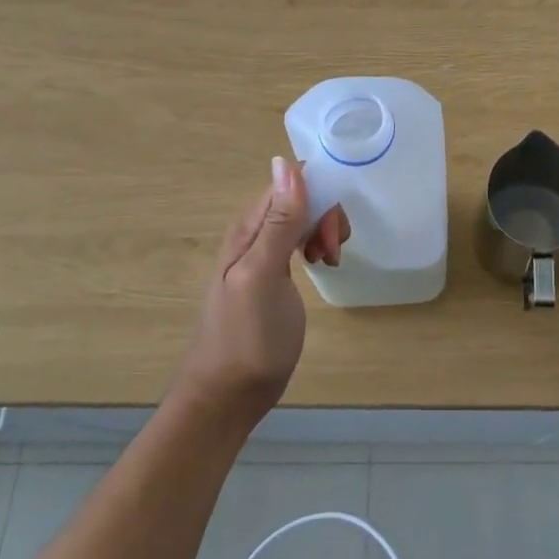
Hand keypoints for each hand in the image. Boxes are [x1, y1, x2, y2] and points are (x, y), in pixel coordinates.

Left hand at [178, 157, 348, 424]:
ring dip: (324, 231)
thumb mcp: (263, 275)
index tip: (330, 230)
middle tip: (329, 253)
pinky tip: (321, 265)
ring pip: (304, 218)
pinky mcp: (275, 275)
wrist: (228, 395)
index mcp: (249, 227)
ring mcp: (264, 254)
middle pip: (300, 197)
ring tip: (327, 261)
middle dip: (325, 215)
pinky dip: (318, 245)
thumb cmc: (246, 337)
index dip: (318, 195)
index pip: (290, 182)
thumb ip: (278, 223)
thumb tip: (286, 164)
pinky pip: (301, 240)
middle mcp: (255, 233)